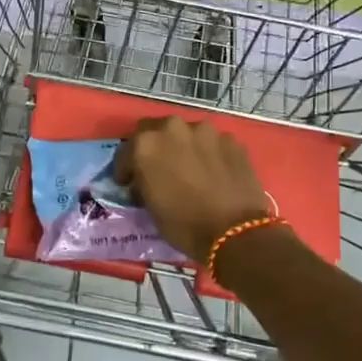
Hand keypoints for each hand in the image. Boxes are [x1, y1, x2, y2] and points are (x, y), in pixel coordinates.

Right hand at [115, 117, 274, 263]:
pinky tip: (214, 173)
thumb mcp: (150, 207)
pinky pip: (212, 143)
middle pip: (155, 130)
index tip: (129, 183)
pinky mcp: (232, 140)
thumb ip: (143, 184)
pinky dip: (209, 154)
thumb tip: (144, 182)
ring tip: (190, 169)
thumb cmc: (184, 224)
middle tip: (158, 168)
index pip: (126, 150)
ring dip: (183, 147)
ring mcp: (206, 131)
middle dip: (154, 147)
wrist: (235, 232)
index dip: (126, 169)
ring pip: (186, 133)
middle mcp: (173, 128)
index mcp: (146, 144)